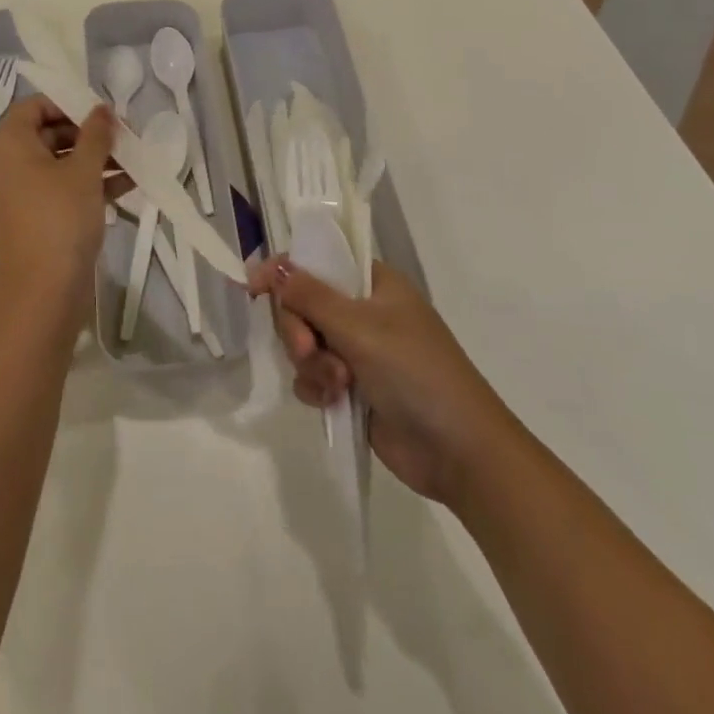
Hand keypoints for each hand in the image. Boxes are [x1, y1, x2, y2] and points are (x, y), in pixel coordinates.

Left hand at [0, 99, 129, 308]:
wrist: (43, 292)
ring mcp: (15, 194)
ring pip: (56, 164)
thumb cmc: (61, 218)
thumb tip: (102, 109)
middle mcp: (5, 164)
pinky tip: (125, 187)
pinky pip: (57, 190)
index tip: (100, 114)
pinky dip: (85, 185)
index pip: (34, 106)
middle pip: (47, 134)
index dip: (68, 104)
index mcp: (9, 144)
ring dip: (93, 161)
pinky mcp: (29, 219)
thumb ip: (96, 134)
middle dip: (87, 135)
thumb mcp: (84, 170)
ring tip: (132, 163)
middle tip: (122, 138)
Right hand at [248, 258, 519, 507]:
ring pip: (304, 342)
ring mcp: (357, 351)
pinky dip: (316, 387)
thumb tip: (273, 266)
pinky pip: (312, 375)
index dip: (285, 270)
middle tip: (308, 349)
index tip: (254, 287)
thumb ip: (310, 296)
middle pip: (302, 304)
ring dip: (310, 363)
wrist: (459, 452)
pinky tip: (333, 401)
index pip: (318, 261)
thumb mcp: (360, 327)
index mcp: (373, 284)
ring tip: (336, 384)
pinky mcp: (352, 388)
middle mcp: (363, 312)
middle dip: (298, 329)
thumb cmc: (416, 372)